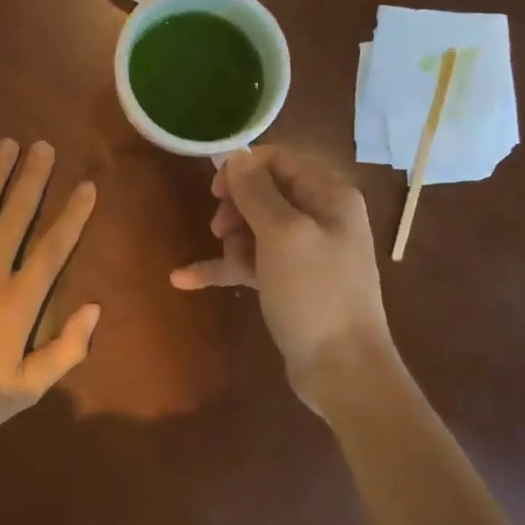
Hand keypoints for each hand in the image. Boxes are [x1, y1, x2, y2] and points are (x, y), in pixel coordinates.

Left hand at [0, 139, 99, 442]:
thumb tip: (94, 309)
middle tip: (44, 146)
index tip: (87, 186)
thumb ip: (65, 350)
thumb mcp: (25, 389)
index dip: (73, 215)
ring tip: (7, 143)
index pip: (53, 248)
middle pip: (16, 216)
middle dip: (33, 179)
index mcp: (18, 300)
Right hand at [169, 145, 393, 391]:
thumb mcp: (283, 234)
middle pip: (264, 194)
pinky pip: (250, 263)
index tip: (215, 191)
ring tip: (227, 265)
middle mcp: (321, 217)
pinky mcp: (290, 282)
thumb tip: (235, 154)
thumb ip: (256, 191)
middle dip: (236, 209)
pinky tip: (182, 278)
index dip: (244, 170)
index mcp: (329, 196)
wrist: (342, 369)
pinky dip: (223, 269)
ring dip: (232, 244)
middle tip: (220, 230)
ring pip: (254, 229)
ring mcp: (305, 252)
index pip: (280, 160)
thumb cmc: (314, 293)